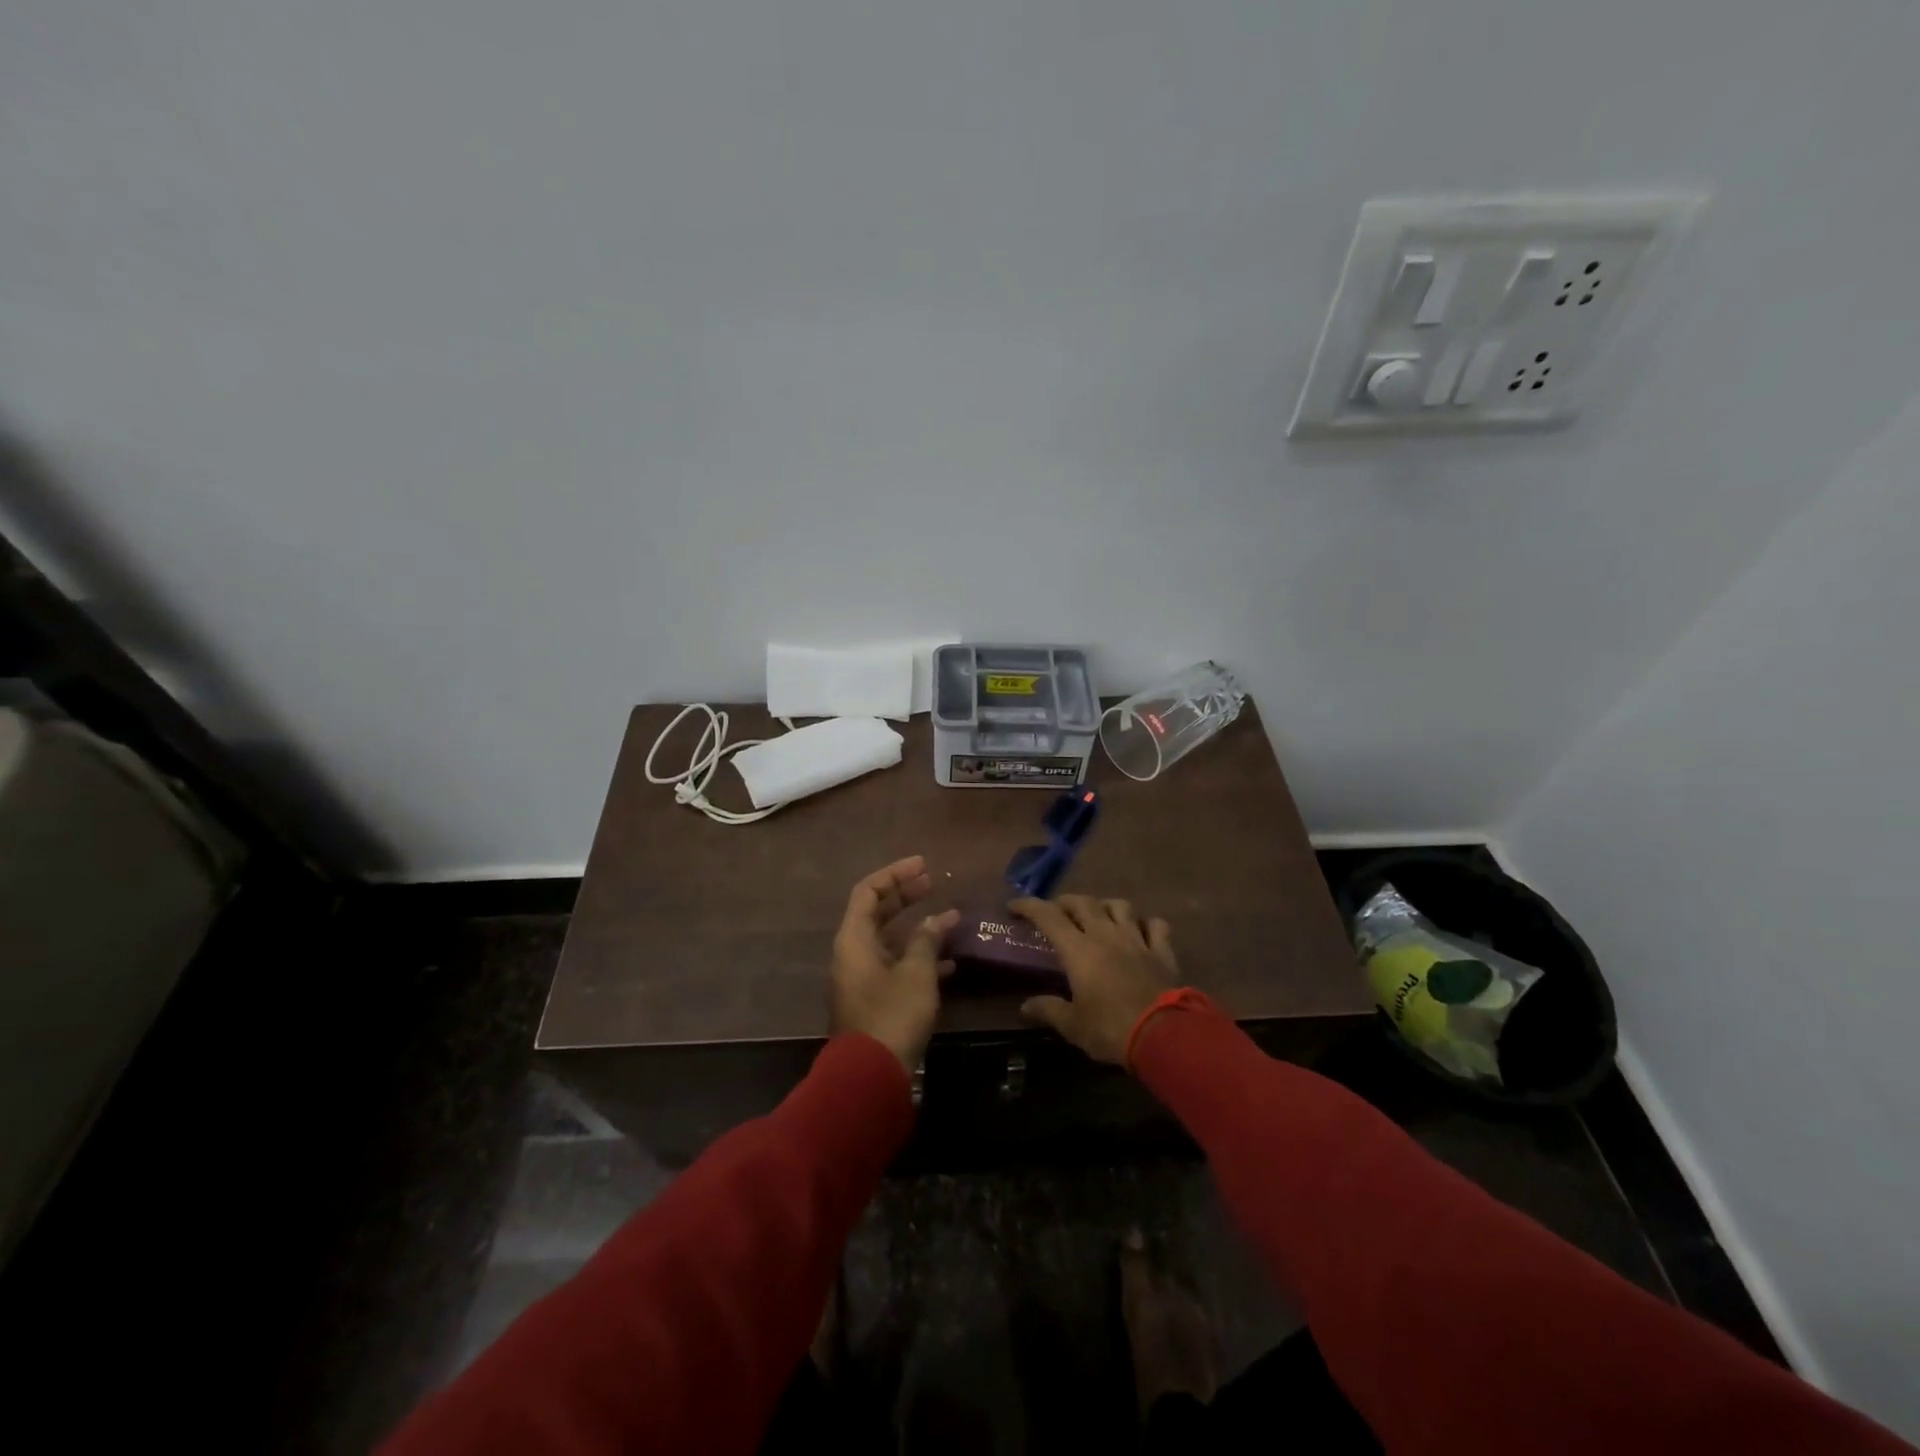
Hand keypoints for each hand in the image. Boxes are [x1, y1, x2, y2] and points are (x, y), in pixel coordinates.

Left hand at [830, 856, 959, 1071]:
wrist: (869, 1075)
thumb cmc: (892, 1014)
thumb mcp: (917, 973)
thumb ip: (927, 940)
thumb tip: (938, 919)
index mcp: (854, 939)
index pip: (868, 891)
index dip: (895, 874)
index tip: (923, 866)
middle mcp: (852, 952)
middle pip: (876, 912)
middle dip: (905, 896)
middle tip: (932, 883)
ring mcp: (862, 977)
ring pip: (889, 940)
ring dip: (916, 928)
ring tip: (949, 920)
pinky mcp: (873, 999)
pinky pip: (895, 964)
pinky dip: (917, 957)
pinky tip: (949, 962)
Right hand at [1010, 895, 1178, 1064]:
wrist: (1163, 1034)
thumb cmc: (1110, 1029)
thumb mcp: (1073, 1025)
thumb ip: (1048, 1010)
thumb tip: (1025, 1006)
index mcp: (1078, 949)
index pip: (1048, 916)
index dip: (1029, 906)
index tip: (1014, 906)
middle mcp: (1105, 935)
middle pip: (1083, 903)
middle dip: (1065, 902)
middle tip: (1056, 911)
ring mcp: (1136, 939)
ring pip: (1119, 906)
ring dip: (1105, 905)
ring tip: (1098, 914)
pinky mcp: (1161, 951)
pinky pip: (1155, 925)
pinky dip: (1146, 923)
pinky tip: (1141, 930)